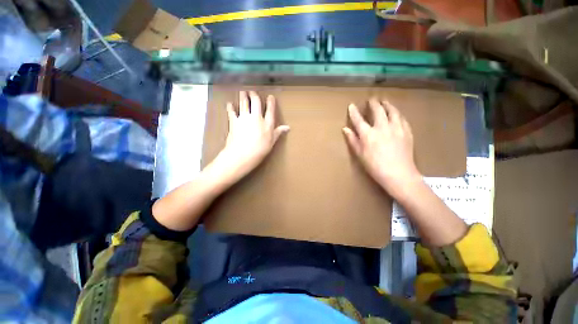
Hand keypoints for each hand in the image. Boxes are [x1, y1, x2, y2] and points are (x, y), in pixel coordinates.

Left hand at [209, 91, 289, 185]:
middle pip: (255, 102)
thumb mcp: (271, 142)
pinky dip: (230, 107)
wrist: (242, 154)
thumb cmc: (259, 150)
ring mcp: (244, 118)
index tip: (270, 97)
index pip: (270, 109)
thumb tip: (287, 127)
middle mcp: (256, 117)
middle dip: (254, 95)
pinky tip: (229, 104)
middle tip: (252, 91)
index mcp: (267, 123)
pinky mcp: (234, 122)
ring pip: (244, 104)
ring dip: (243, 96)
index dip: (270, 102)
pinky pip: (232, 112)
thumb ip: (278, 132)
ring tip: (242, 91)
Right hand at [343, 98, 421, 197]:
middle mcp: (382, 127)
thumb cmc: (377, 169)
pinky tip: (397, 115)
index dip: (354, 111)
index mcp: (369, 134)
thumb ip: (353, 141)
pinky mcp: (407, 131)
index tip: (351, 105)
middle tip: (372, 100)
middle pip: (377, 109)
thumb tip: (345, 129)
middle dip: (373, 103)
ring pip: (392, 110)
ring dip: (387, 105)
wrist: (400, 175)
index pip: (358, 119)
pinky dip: (398, 115)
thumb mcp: (361, 157)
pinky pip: (402, 118)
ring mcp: (396, 128)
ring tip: (385, 102)